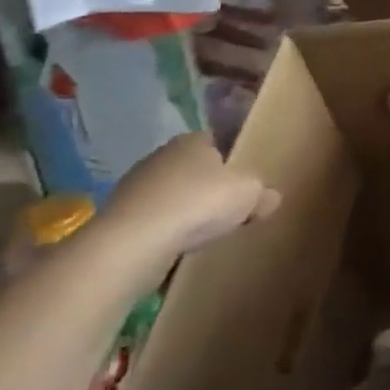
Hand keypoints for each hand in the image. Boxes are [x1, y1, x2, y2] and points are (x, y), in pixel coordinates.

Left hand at [91, 133, 275, 276]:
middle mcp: (161, 156)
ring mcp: (135, 187)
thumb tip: (271, 198)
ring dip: (184, 212)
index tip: (245, 181)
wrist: (132, 244)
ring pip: (170, 196)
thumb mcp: (249, 194)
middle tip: (228, 209)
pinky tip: (177, 249)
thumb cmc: (198, 203)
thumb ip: (263, 194)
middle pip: (193, 169)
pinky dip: (164, 233)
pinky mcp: (119, 219)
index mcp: (193, 140)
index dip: (232, 160)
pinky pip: (152, 222)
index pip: (218, 141)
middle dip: (208, 186)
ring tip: (203, 233)